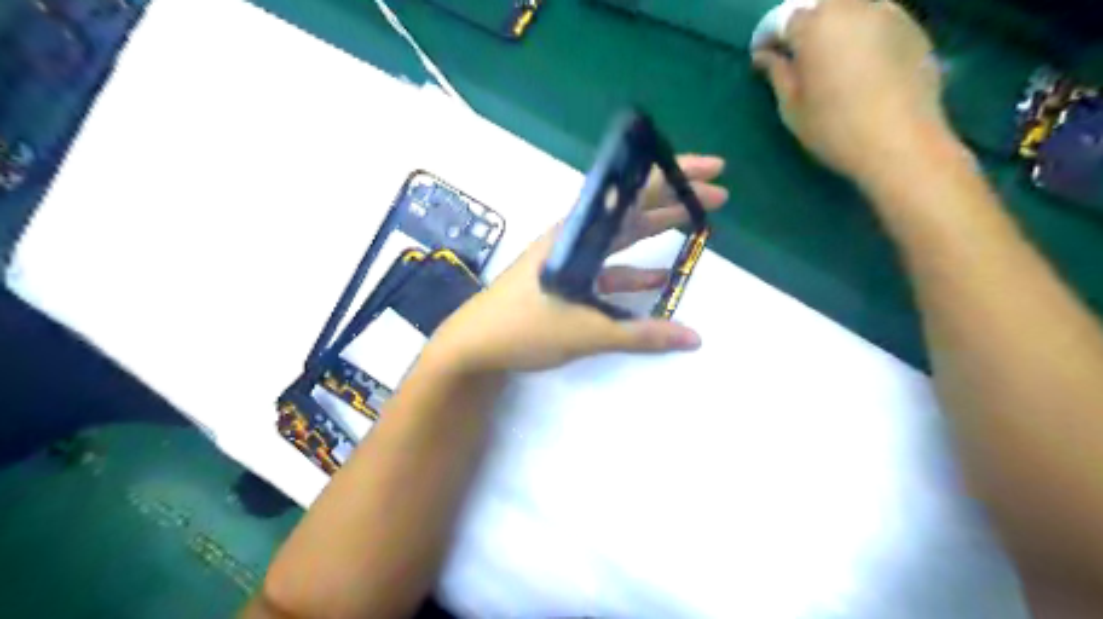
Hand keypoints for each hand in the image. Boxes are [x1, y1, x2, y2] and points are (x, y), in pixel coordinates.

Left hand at [427, 158, 730, 373]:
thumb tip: (695, 337)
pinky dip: (634, 272)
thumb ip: (641, 335)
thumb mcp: (586, 331)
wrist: (475, 345)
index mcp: (578, 233)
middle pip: (632, 209)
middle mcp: (576, 236)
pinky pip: (609, 269)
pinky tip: (658, 279)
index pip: (633, 194)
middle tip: (717, 195)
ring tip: (696, 227)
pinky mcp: (569, 279)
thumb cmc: (524, 328)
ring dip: (657, 232)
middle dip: (675, 200)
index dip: (673, 177)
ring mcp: (572, 257)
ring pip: (622, 238)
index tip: (711, 171)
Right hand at [755, 0, 953, 178]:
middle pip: (821, 5)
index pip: (783, 18)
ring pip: (852, 8)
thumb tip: (765, 55)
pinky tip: (859, 62)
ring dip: (835, 25)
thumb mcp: (793, 108)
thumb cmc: (834, 128)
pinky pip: (877, 19)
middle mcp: (853, 7)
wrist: (900, 142)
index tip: (762, 56)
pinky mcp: (913, 28)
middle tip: (796, 54)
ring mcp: (888, 13)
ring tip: (829, 56)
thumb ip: (778, 74)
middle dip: (804, 24)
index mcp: (816, 26)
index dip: (768, 36)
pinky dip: (861, 32)